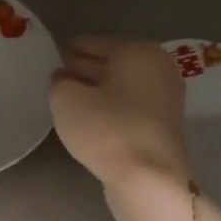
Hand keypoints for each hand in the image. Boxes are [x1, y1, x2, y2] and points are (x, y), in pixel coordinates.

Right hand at [49, 36, 191, 192]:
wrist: (149, 178)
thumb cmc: (107, 128)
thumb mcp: (66, 99)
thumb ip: (59, 83)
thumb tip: (63, 79)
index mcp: (138, 52)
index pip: (97, 42)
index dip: (74, 46)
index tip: (55, 52)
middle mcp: (158, 69)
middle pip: (114, 62)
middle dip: (87, 66)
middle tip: (59, 71)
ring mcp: (165, 100)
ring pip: (122, 86)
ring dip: (97, 88)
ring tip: (68, 94)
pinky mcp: (162, 127)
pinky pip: (129, 106)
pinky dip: (109, 106)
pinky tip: (89, 115)